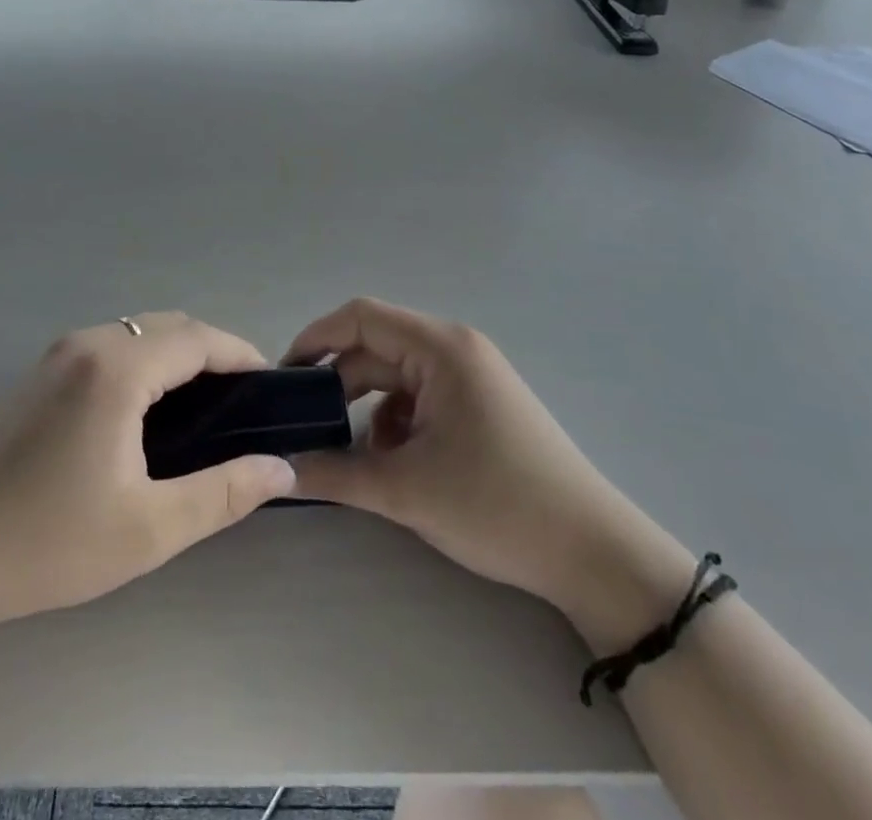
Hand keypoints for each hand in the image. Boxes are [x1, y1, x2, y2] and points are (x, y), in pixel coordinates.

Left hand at [0, 312, 296, 637]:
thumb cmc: (46, 543)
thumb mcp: (148, 529)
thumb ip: (223, 493)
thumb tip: (279, 468)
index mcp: (116, 368)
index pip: (198, 338)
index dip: (240, 354)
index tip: (269, 386)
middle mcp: (85, 343)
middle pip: (167, 326)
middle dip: (210, 352)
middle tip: (238, 402)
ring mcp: (51, 355)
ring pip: (133, 333)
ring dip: (172, 354)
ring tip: (197, 407)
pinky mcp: (31, 375)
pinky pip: (102, 348)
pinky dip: (138, 362)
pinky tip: (138, 412)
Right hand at [286, 298, 691, 641]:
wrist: (592, 554)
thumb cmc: (497, 505)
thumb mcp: (406, 490)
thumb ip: (335, 474)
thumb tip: (279, 471)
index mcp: (440, 348)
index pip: (361, 317)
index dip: (316, 338)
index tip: (283, 377)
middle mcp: (454, 349)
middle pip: (376, 349)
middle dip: (338, 385)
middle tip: (304, 426)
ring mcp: (470, 377)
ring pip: (396, 378)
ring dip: (367, 410)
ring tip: (349, 455)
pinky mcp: (478, 405)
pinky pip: (419, 399)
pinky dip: (395, 424)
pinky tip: (392, 465)